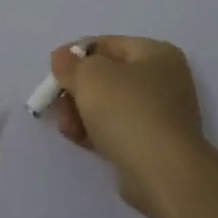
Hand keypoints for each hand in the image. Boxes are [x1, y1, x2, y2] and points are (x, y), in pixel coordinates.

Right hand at [48, 36, 208, 217]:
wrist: (164, 173)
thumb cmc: (128, 111)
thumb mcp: (90, 76)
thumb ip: (70, 64)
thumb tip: (63, 59)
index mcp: (156, 53)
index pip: (107, 44)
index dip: (75, 54)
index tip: (53, 71)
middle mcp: (163, 80)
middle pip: (106, 76)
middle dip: (76, 89)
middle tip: (57, 103)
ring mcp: (160, 115)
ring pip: (108, 105)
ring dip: (81, 112)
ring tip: (68, 128)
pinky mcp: (152, 145)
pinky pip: (116, 129)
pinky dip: (95, 131)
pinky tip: (78, 139)